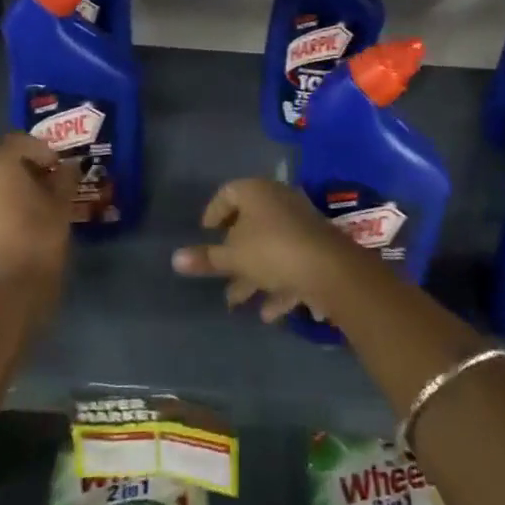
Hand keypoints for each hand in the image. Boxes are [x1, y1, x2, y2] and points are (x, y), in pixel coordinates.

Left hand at [0, 133, 77, 310]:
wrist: (8, 295)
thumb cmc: (40, 239)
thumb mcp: (62, 204)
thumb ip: (65, 178)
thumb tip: (68, 167)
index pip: (19, 141)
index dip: (42, 150)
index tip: (59, 168)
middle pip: (1, 163)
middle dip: (24, 170)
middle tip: (48, 186)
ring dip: (8, 192)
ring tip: (32, 210)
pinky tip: (14, 231)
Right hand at [172, 178, 361, 322]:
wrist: (329, 268)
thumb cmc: (272, 251)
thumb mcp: (232, 257)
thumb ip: (205, 259)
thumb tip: (175, 258)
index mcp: (256, 192)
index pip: (228, 193)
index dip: (214, 213)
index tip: (205, 234)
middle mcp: (278, 200)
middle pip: (250, 222)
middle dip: (234, 252)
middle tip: (219, 271)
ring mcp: (300, 223)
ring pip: (270, 246)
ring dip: (253, 274)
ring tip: (236, 302)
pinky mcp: (316, 246)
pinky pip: (290, 262)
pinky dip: (278, 284)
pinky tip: (268, 313)